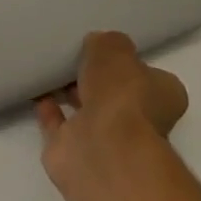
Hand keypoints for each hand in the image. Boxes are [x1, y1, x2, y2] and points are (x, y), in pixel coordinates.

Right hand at [36, 32, 188, 192]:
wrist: (102, 150)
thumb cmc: (121, 93)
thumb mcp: (116, 49)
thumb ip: (107, 43)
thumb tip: (98, 45)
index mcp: (162, 96)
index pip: (148, 76)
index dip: (129, 63)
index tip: (108, 50)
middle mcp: (140, 122)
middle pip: (117, 96)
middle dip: (98, 81)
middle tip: (76, 57)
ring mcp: (108, 142)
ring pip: (88, 113)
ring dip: (72, 95)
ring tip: (52, 70)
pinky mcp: (76, 156)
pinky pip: (60, 128)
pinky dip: (49, 112)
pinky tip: (38, 92)